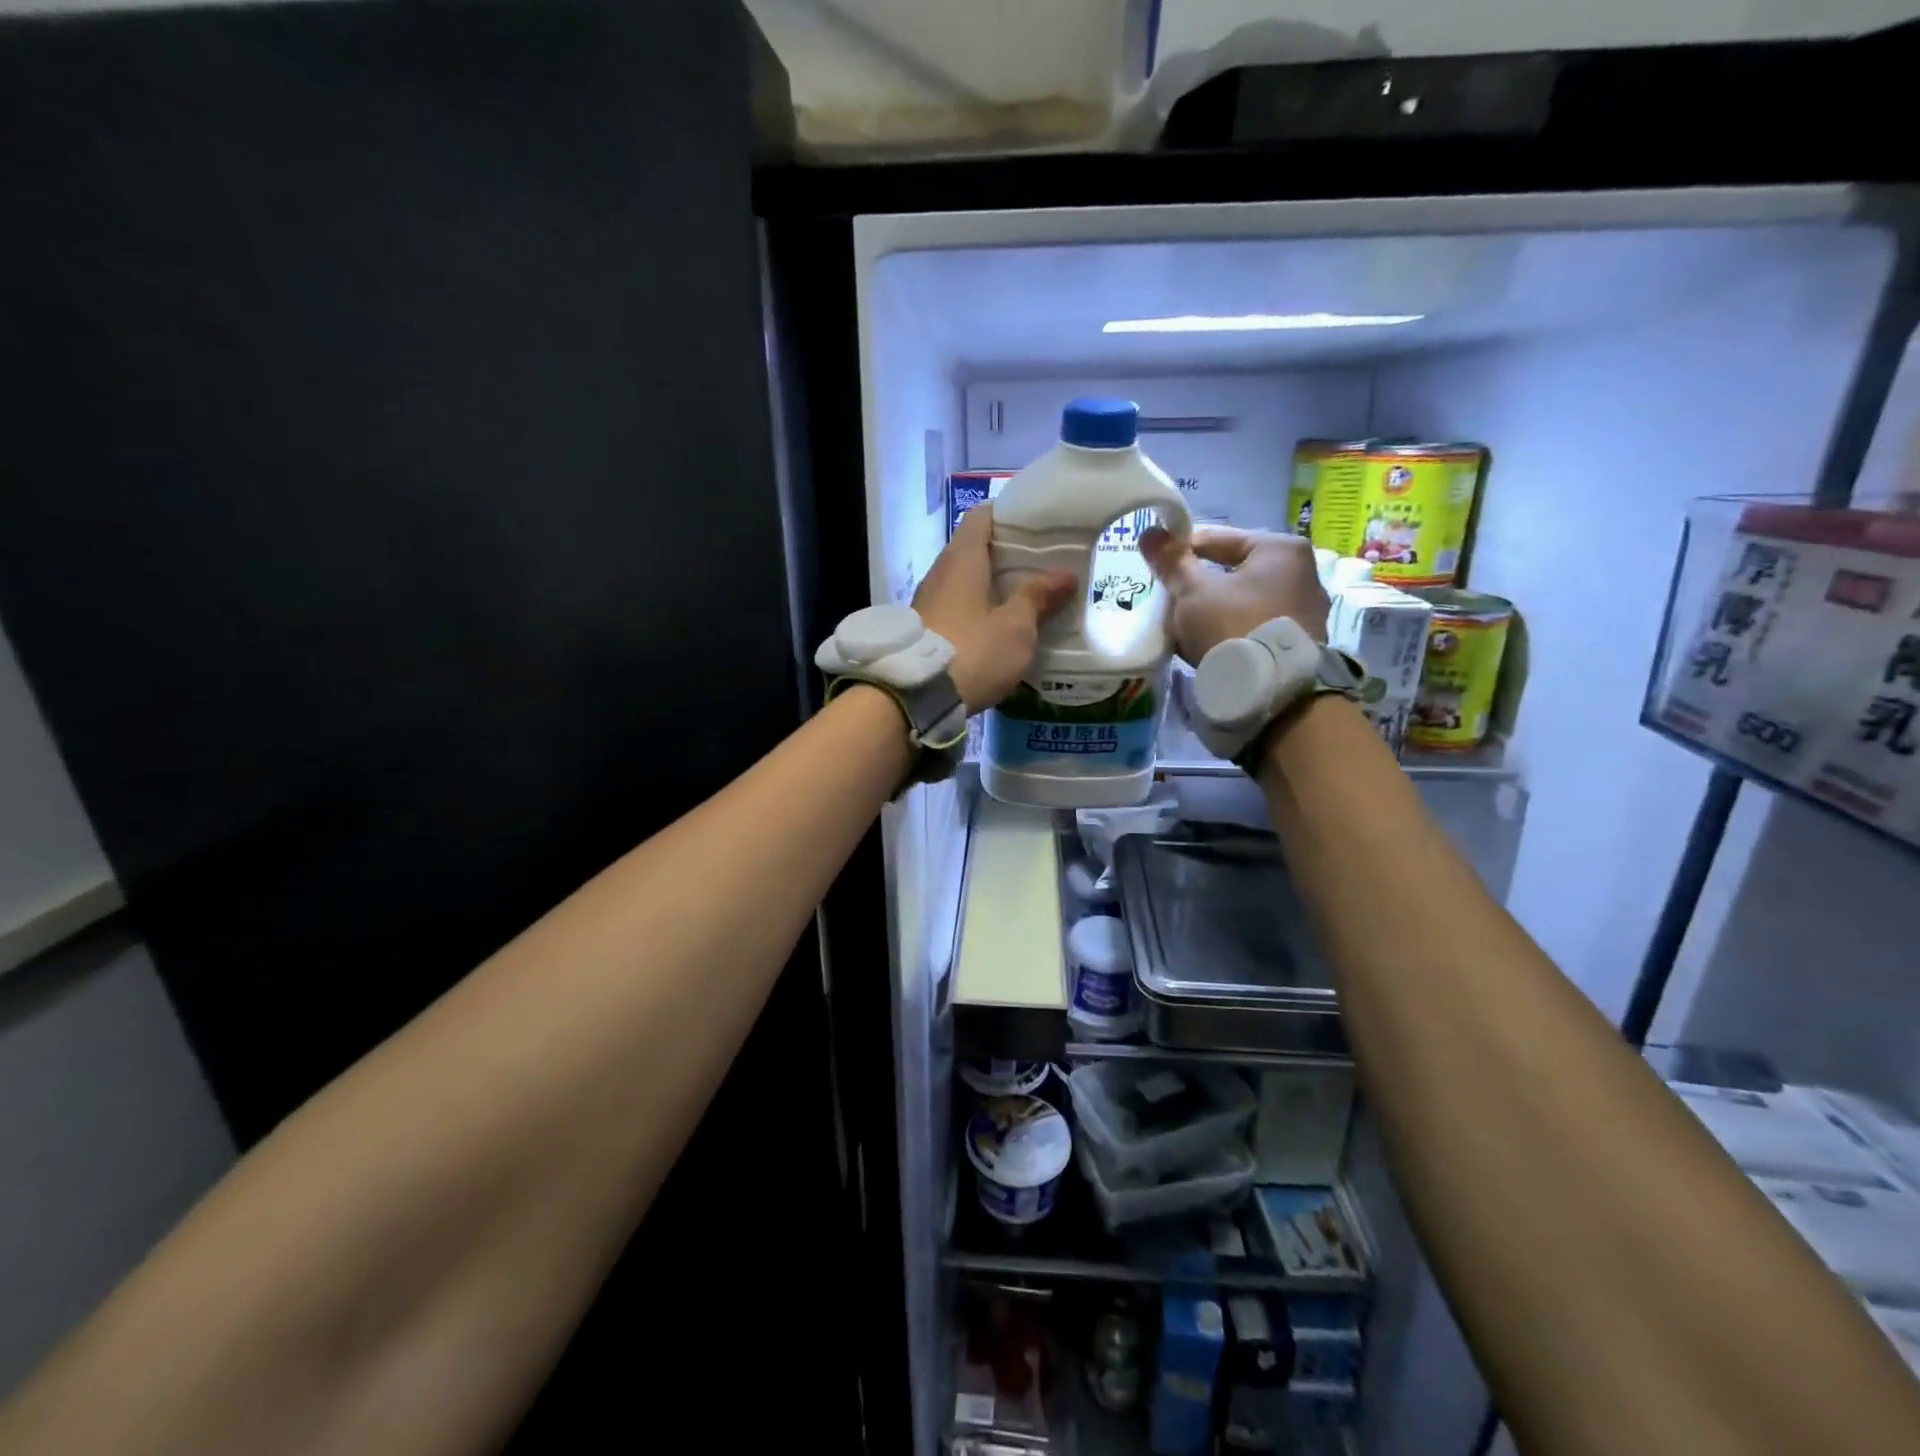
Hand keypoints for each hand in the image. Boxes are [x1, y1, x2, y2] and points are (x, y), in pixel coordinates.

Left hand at [915, 505, 1076, 713]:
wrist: (916, 697)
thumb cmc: (973, 651)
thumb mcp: (1016, 628)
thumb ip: (1038, 597)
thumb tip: (1065, 576)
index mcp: (962, 559)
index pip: (982, 516)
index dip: (1009, 515)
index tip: (1037, 525)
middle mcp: (940, 572)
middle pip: (975, 549)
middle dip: (1008, 554)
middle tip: (1043, 564)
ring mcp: (928, 601)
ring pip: (966, 580)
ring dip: (993, 584)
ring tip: (1028, 595)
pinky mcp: (925, 628)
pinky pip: (957, 605)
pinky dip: (979, 607)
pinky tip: (1001, 624)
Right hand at [1140, 527, 1329, 664]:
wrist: (1272, 691)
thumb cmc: (1233, 626)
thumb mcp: (1193, 592)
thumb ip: (1172, 563)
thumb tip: (1149, 533)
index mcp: (1281, 549)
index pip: (1218, 539)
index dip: (1181, 553)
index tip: (1158, 570)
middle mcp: (1303, 573)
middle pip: (1232, 573)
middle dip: (1199, 588)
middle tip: (1170, 604)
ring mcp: (1306, 611)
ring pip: (1243, 602)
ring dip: (1214, 612)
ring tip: (1185, 630)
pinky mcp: (1301, 644)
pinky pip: (1256, 627)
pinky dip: (1232, 632)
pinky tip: (1210, 647)